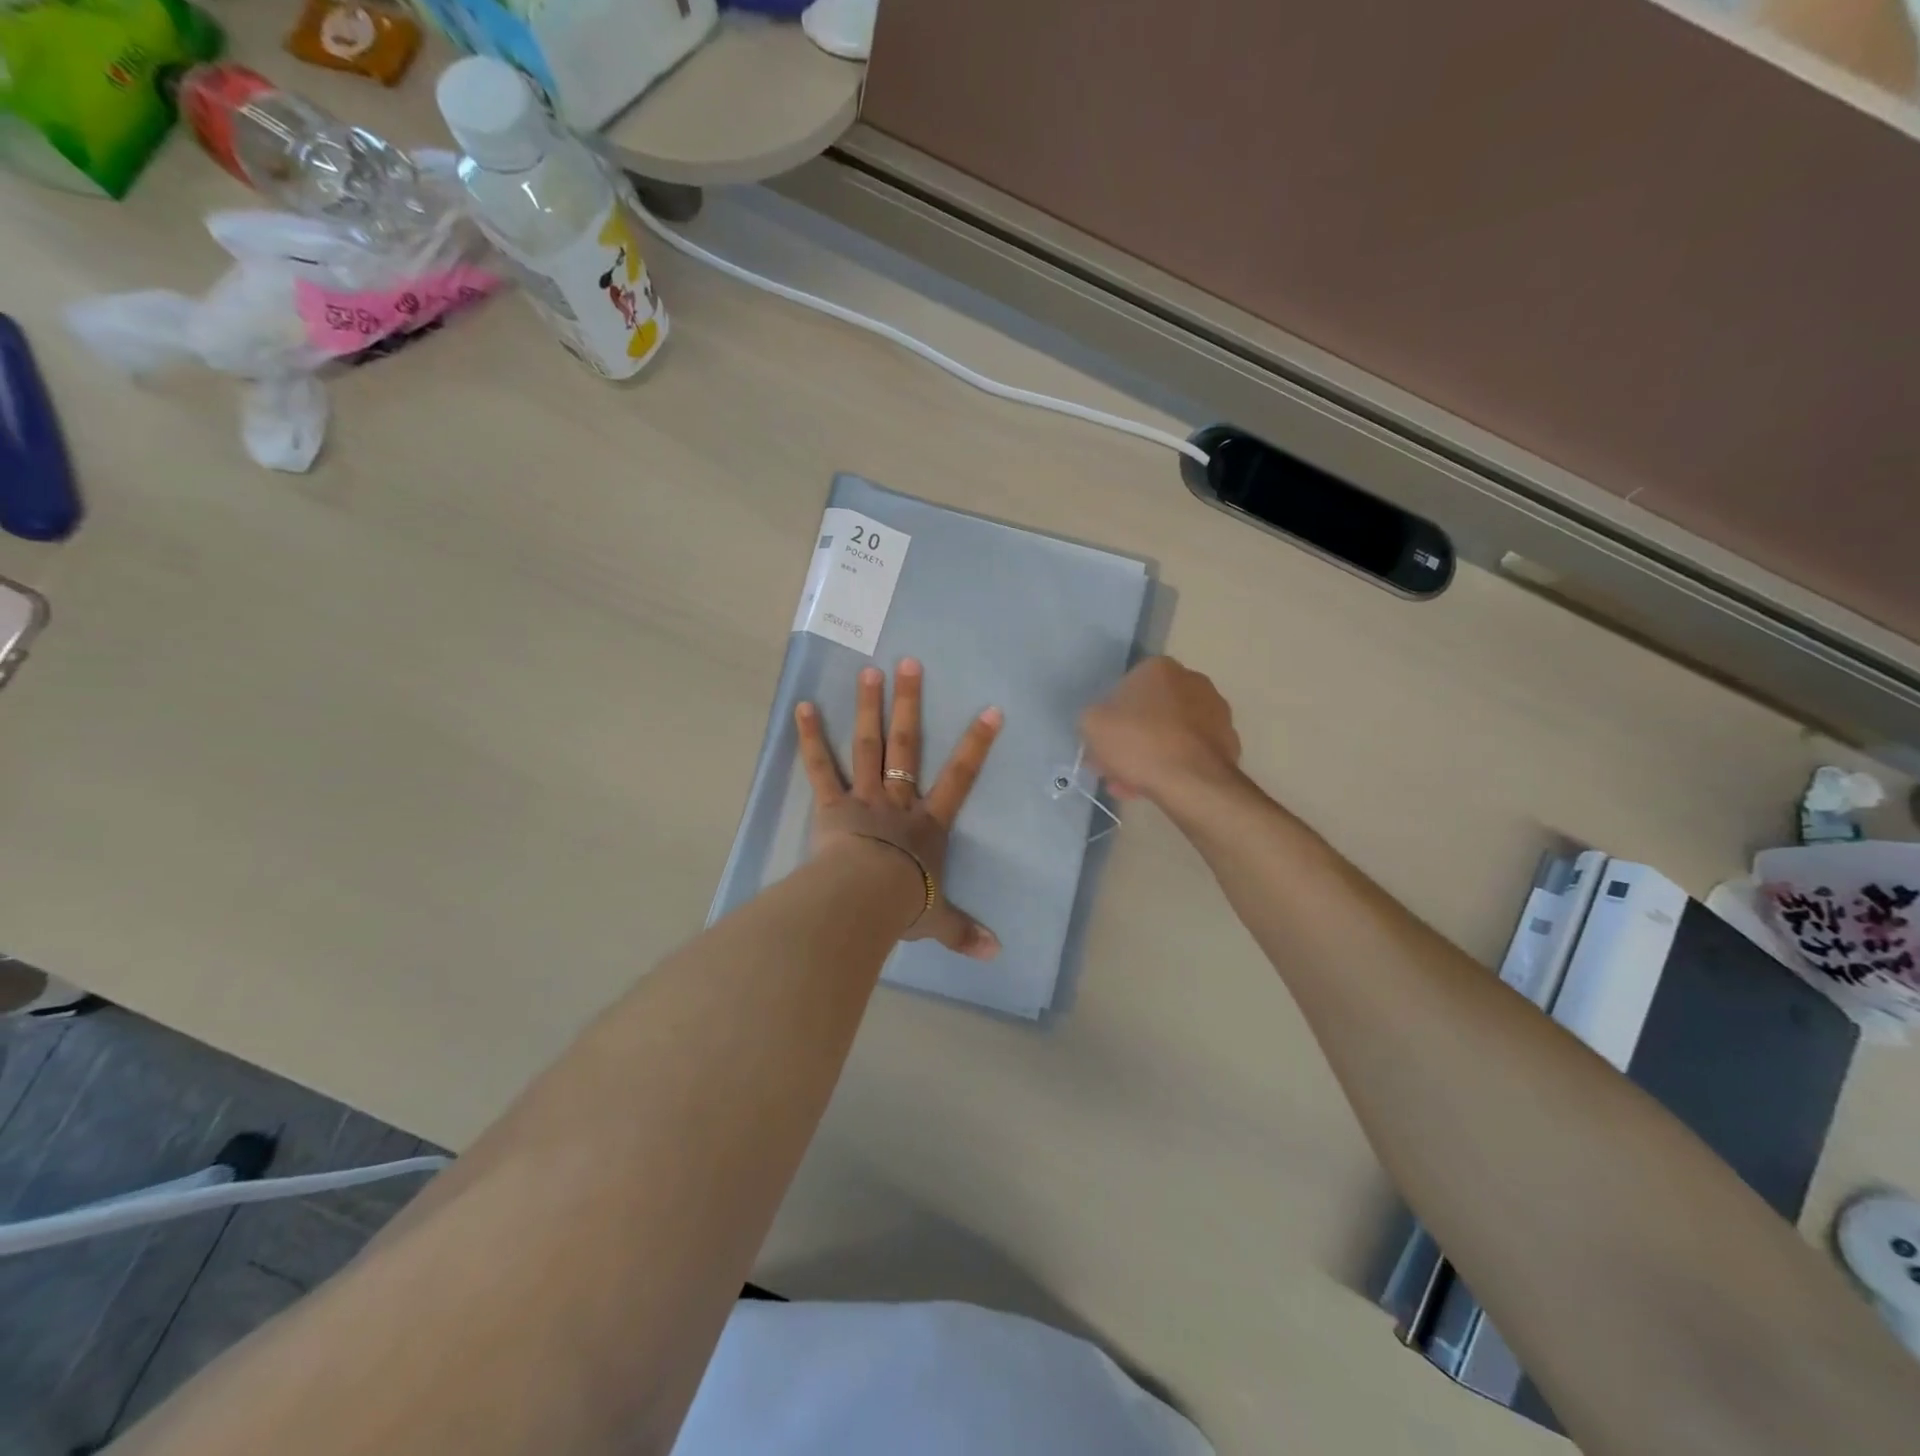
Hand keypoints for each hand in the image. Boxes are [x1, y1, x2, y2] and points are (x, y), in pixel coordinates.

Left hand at [795, 659, 1003, 959]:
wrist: (864, 901)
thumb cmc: (904, 905)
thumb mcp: (939, 920)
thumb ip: (964, 933)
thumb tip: (996, 954)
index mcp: (928, 824)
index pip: (960, 778)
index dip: (976, 744)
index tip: (990, 709)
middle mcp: (898, 802)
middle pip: (906, 745)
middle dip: (909, 704)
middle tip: (908, 663)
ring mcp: (863, 798)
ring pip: (867, 746)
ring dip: (868, 707)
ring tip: (868, 671)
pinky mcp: (831, 806)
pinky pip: (820, 768)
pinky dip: (810, 737)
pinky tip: (802, 706)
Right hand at [1080, 656, 1240, 804]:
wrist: (1192, 781)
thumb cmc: (1138, 742)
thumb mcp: (1092, 724)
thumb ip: (1092, 717)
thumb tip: (1102, 723)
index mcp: (1159, 667)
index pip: (1125, 688)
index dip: (1109, 718)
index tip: (1101, 742)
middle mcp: (1192, 680)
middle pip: (1149, 711)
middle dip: (1130, 737)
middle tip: (1114, 764)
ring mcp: (1215, 711)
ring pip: (1169, 733)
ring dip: (1149, 754)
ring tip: (1131, 783)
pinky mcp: (1228, 741)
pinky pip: (1189, 751)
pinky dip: (1173, 764)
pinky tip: (1156, 786)